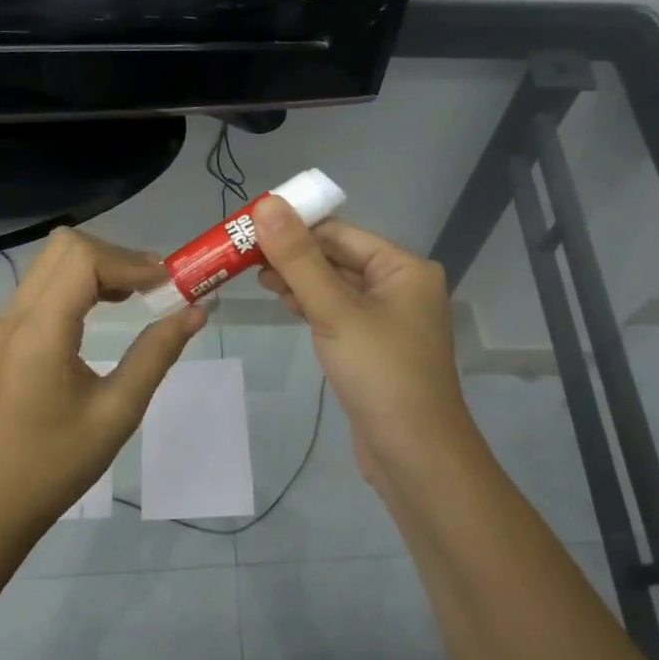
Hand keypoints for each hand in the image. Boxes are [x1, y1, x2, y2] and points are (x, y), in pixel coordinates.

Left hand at [0, 227, 207, 527]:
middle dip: (116, 256)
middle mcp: (17, 314)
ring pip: (55, 259)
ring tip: (139, 294)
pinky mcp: (10, 332)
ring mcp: (8, 321)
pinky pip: (46, 282)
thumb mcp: (118, 411)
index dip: (130, 262)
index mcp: (40, 332)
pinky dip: (82, 280)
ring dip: (100, 265)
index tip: (168, 284)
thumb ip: (157, 354)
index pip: (83, 259)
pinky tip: (109, 306)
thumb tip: (196, 311)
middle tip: (156, 286)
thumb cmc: (59, 462)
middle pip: (66, 247)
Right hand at [252, 199, 473, 478]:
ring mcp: (388, 319)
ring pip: (335, 286)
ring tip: (255, 277)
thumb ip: (298, 258)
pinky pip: (338, 313)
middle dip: (293, 255)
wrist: (414, 454)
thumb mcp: (335, 310)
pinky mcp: (374, 347)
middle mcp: (400, 286)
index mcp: (403, 268)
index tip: (249, 228)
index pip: (340, 233)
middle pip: (337, 257)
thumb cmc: (380, 373)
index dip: (295, 227)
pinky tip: (284, 302)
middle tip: (244, 255)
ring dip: (299, 279)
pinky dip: (311, 304)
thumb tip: (267, 204)